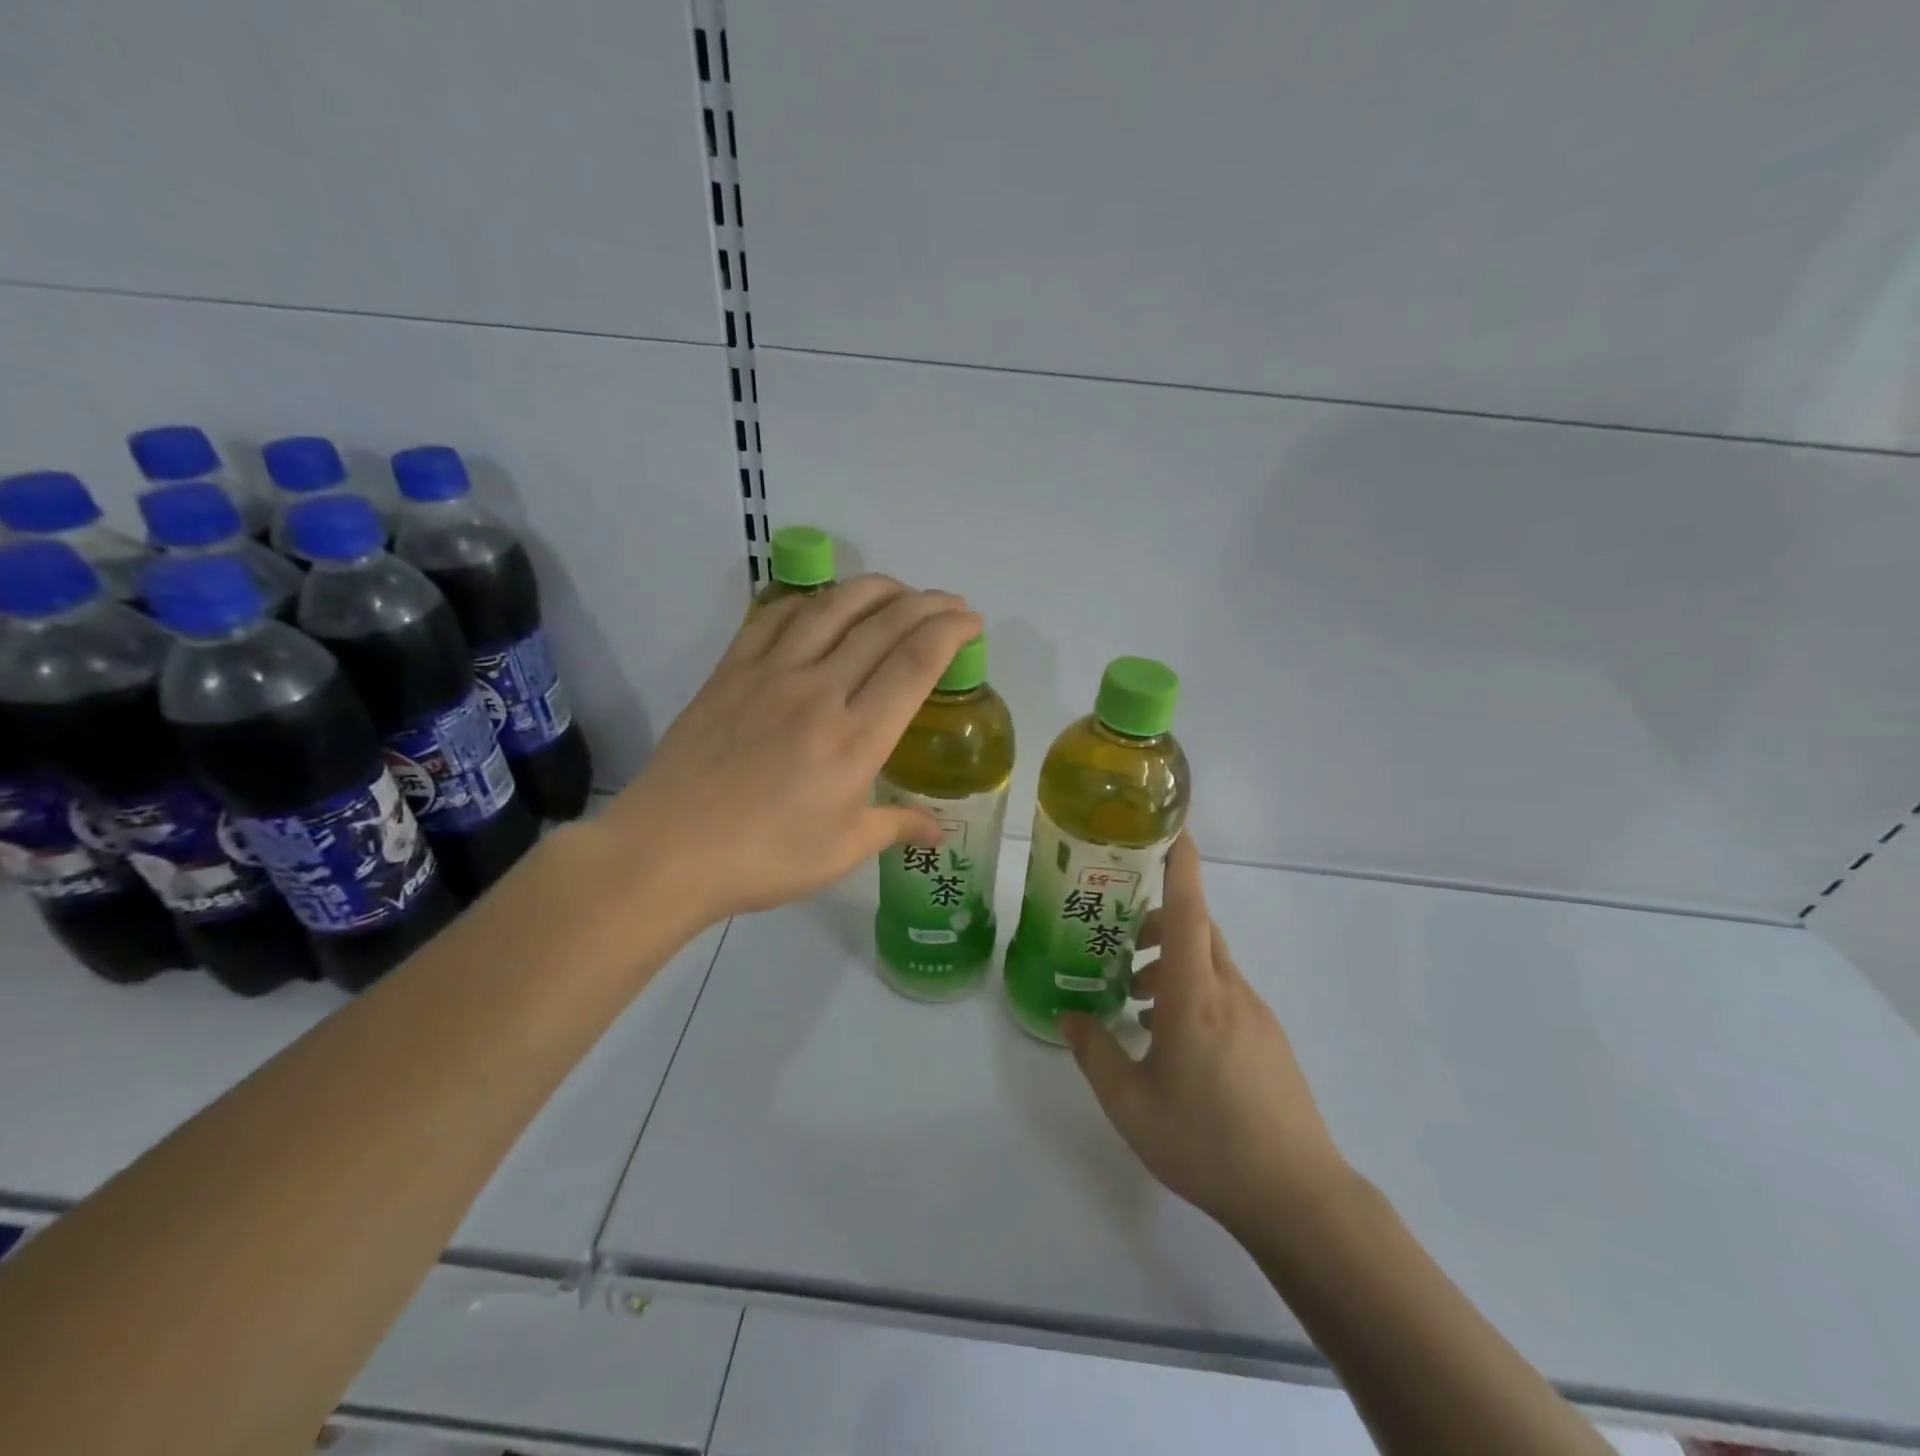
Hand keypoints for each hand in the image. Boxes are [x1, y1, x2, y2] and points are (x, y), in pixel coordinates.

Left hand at [595, 575, 982, 928]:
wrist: (668, 851)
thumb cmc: (764, 858)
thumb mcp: (842, 851)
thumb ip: (896, 827)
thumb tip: (939, 832)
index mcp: (856, 737)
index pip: (916, 662)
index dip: (951, 630)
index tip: (972, 619)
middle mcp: (819, 691)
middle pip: (883, 624)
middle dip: (927, 603)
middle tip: (950, 601)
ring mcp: (770, 674)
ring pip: (831, 607)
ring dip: (873, 589)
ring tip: (897, 590)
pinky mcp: (730, 671)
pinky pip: (773, 617)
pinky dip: (806, 600)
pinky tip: (820, 604)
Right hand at [1062, 835, 1350, 1237]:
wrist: (1298, 1197)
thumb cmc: (1206, 1142)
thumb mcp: (1130, 1104)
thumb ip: (1095, 1053)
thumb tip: (1070, 1016)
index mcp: (1195, 994)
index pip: (1189, 908)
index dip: (1180, 863)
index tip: (1172, 826)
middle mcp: (1229, 990)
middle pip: (1198, 928)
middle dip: (1160, 921)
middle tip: (1122, 942)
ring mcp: (1256, 1014)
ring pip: (1211, 962)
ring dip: (1174, 963)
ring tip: (1137, 1002)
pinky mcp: (1269, 1039)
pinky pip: (1226, 991)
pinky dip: (1194, 991)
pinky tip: (1173, 1039)